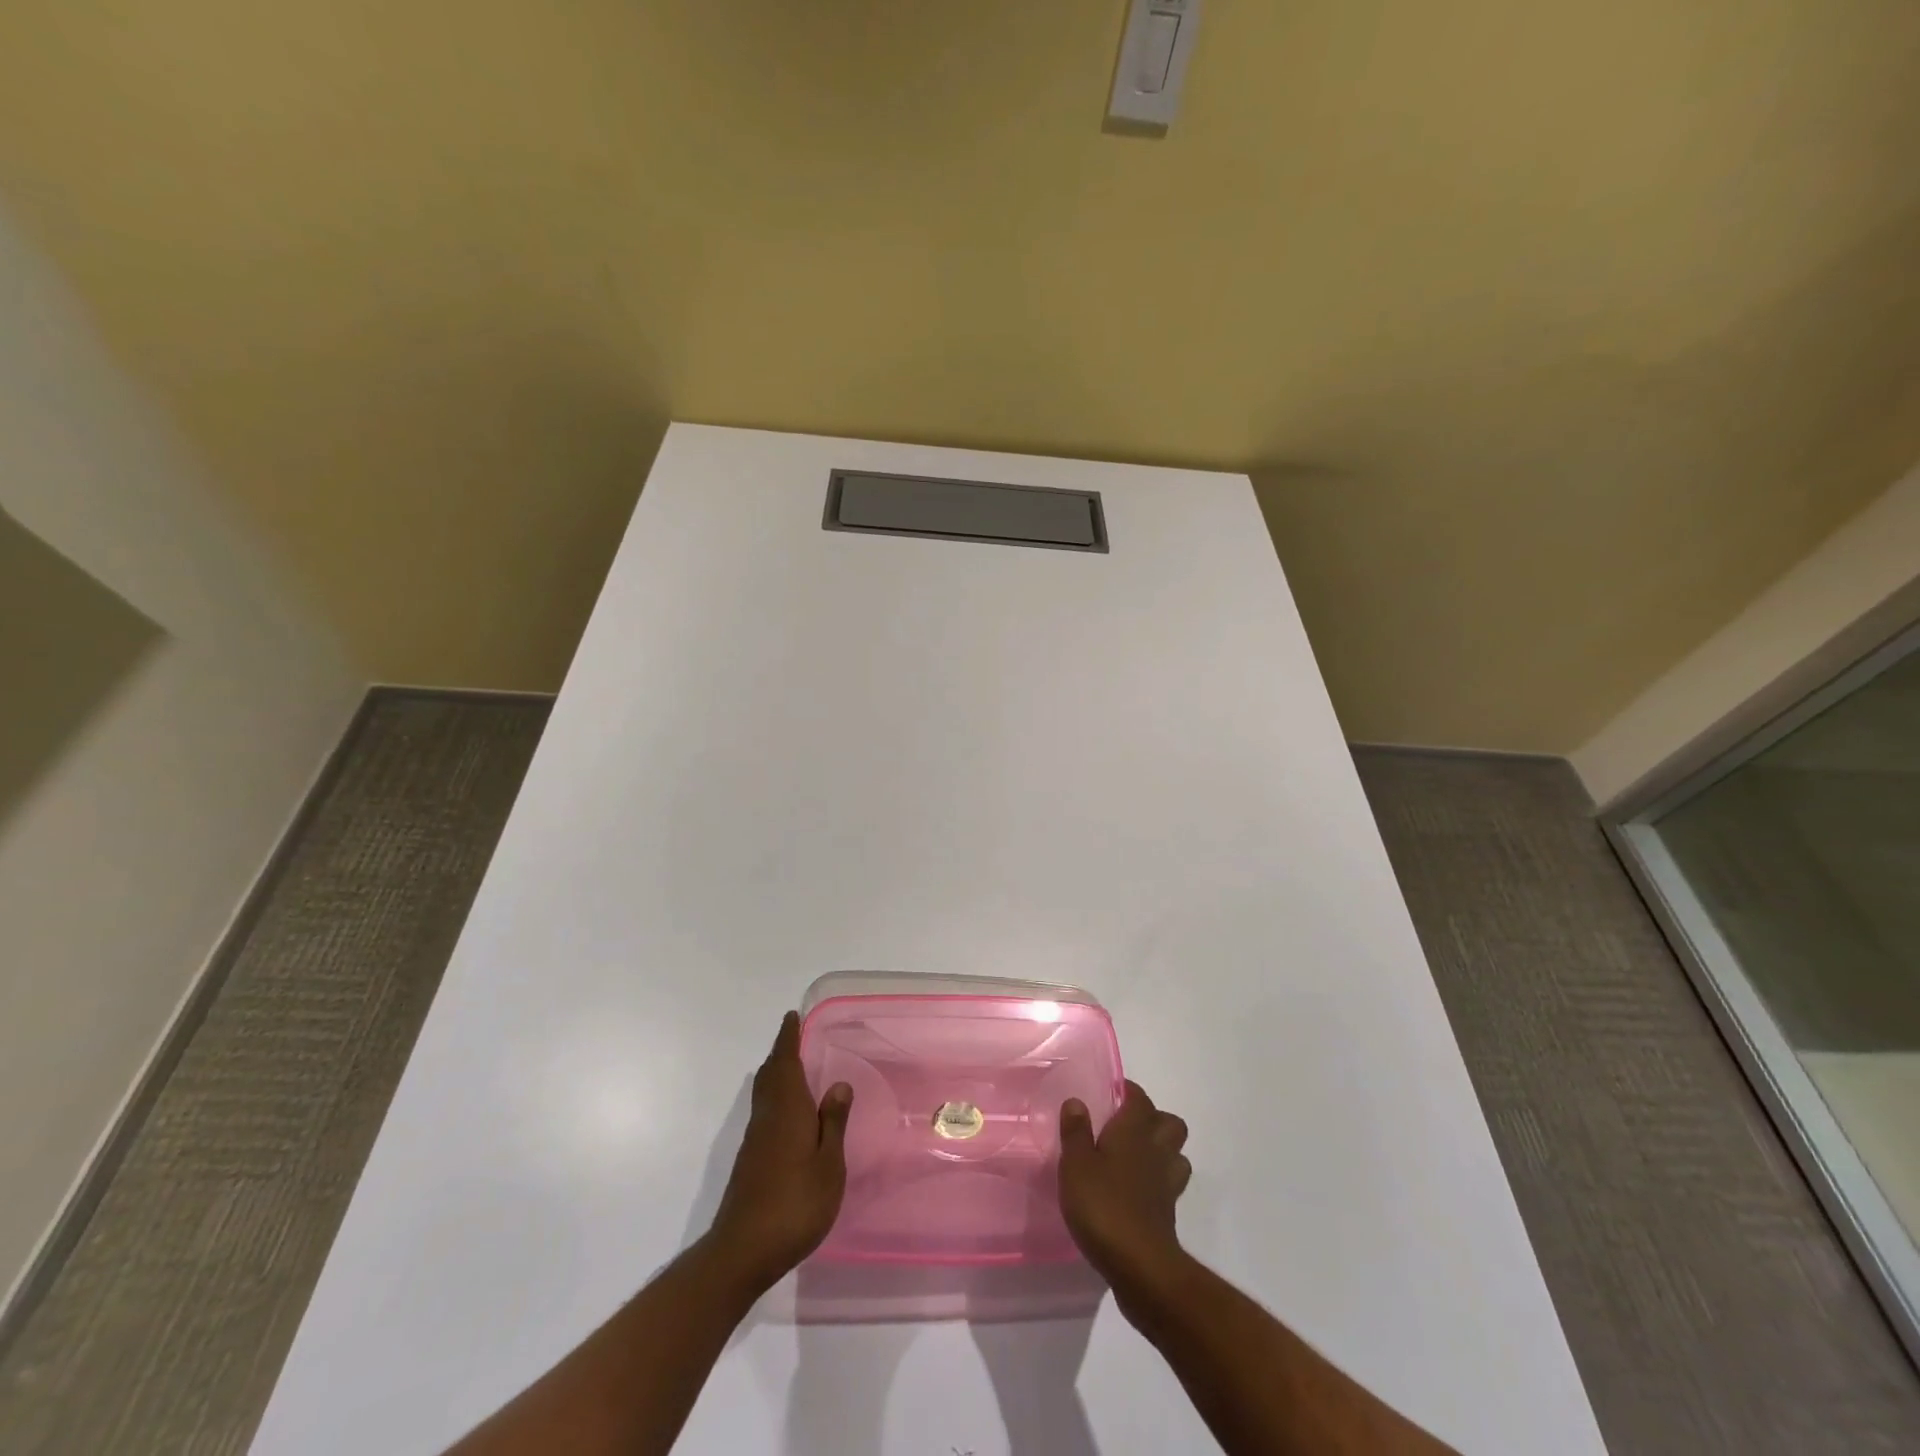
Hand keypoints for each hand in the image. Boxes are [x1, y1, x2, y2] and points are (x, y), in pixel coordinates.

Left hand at [705, 1012, 852, 1292]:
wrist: (743, 1251)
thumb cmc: (795, 1204)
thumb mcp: (828, 1164)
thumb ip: (833, 1123)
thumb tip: (838, 1083)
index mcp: (787, 1110)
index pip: (785, 1063)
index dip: (788, 1038)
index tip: (791, 1016)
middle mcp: (767, 1117)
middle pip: (770, 1075)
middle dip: (780, 1054)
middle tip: (794, 1037)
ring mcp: (755, 1141)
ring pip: (764, 1094)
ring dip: (776, 1075)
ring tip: (794, 1069)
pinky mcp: (750, 1161)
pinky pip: (764, 1113)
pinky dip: (775, 1099)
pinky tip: (789, 1115)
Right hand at [1058, 1080, 1190, 1285]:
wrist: (1140, 1265)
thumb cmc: (1103, 1205)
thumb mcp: (1075, 1164)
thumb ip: (1076, 1132)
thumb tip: (1076, 1101)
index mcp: (1133, 1131)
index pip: (1139, 1098)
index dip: (1128, 1091)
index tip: (1111, 1093)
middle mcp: (1156, 1150)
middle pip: (1170, 1123)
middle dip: (1153, 1119)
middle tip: (1125, 1126)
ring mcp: (1167, 1183)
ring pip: (1176, 1154)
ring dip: (1162, 1151)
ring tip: (1134, 1157)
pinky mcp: (1168, 1213)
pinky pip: (1170, 1185)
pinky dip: (1157, 1182)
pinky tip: (1136, 1191)